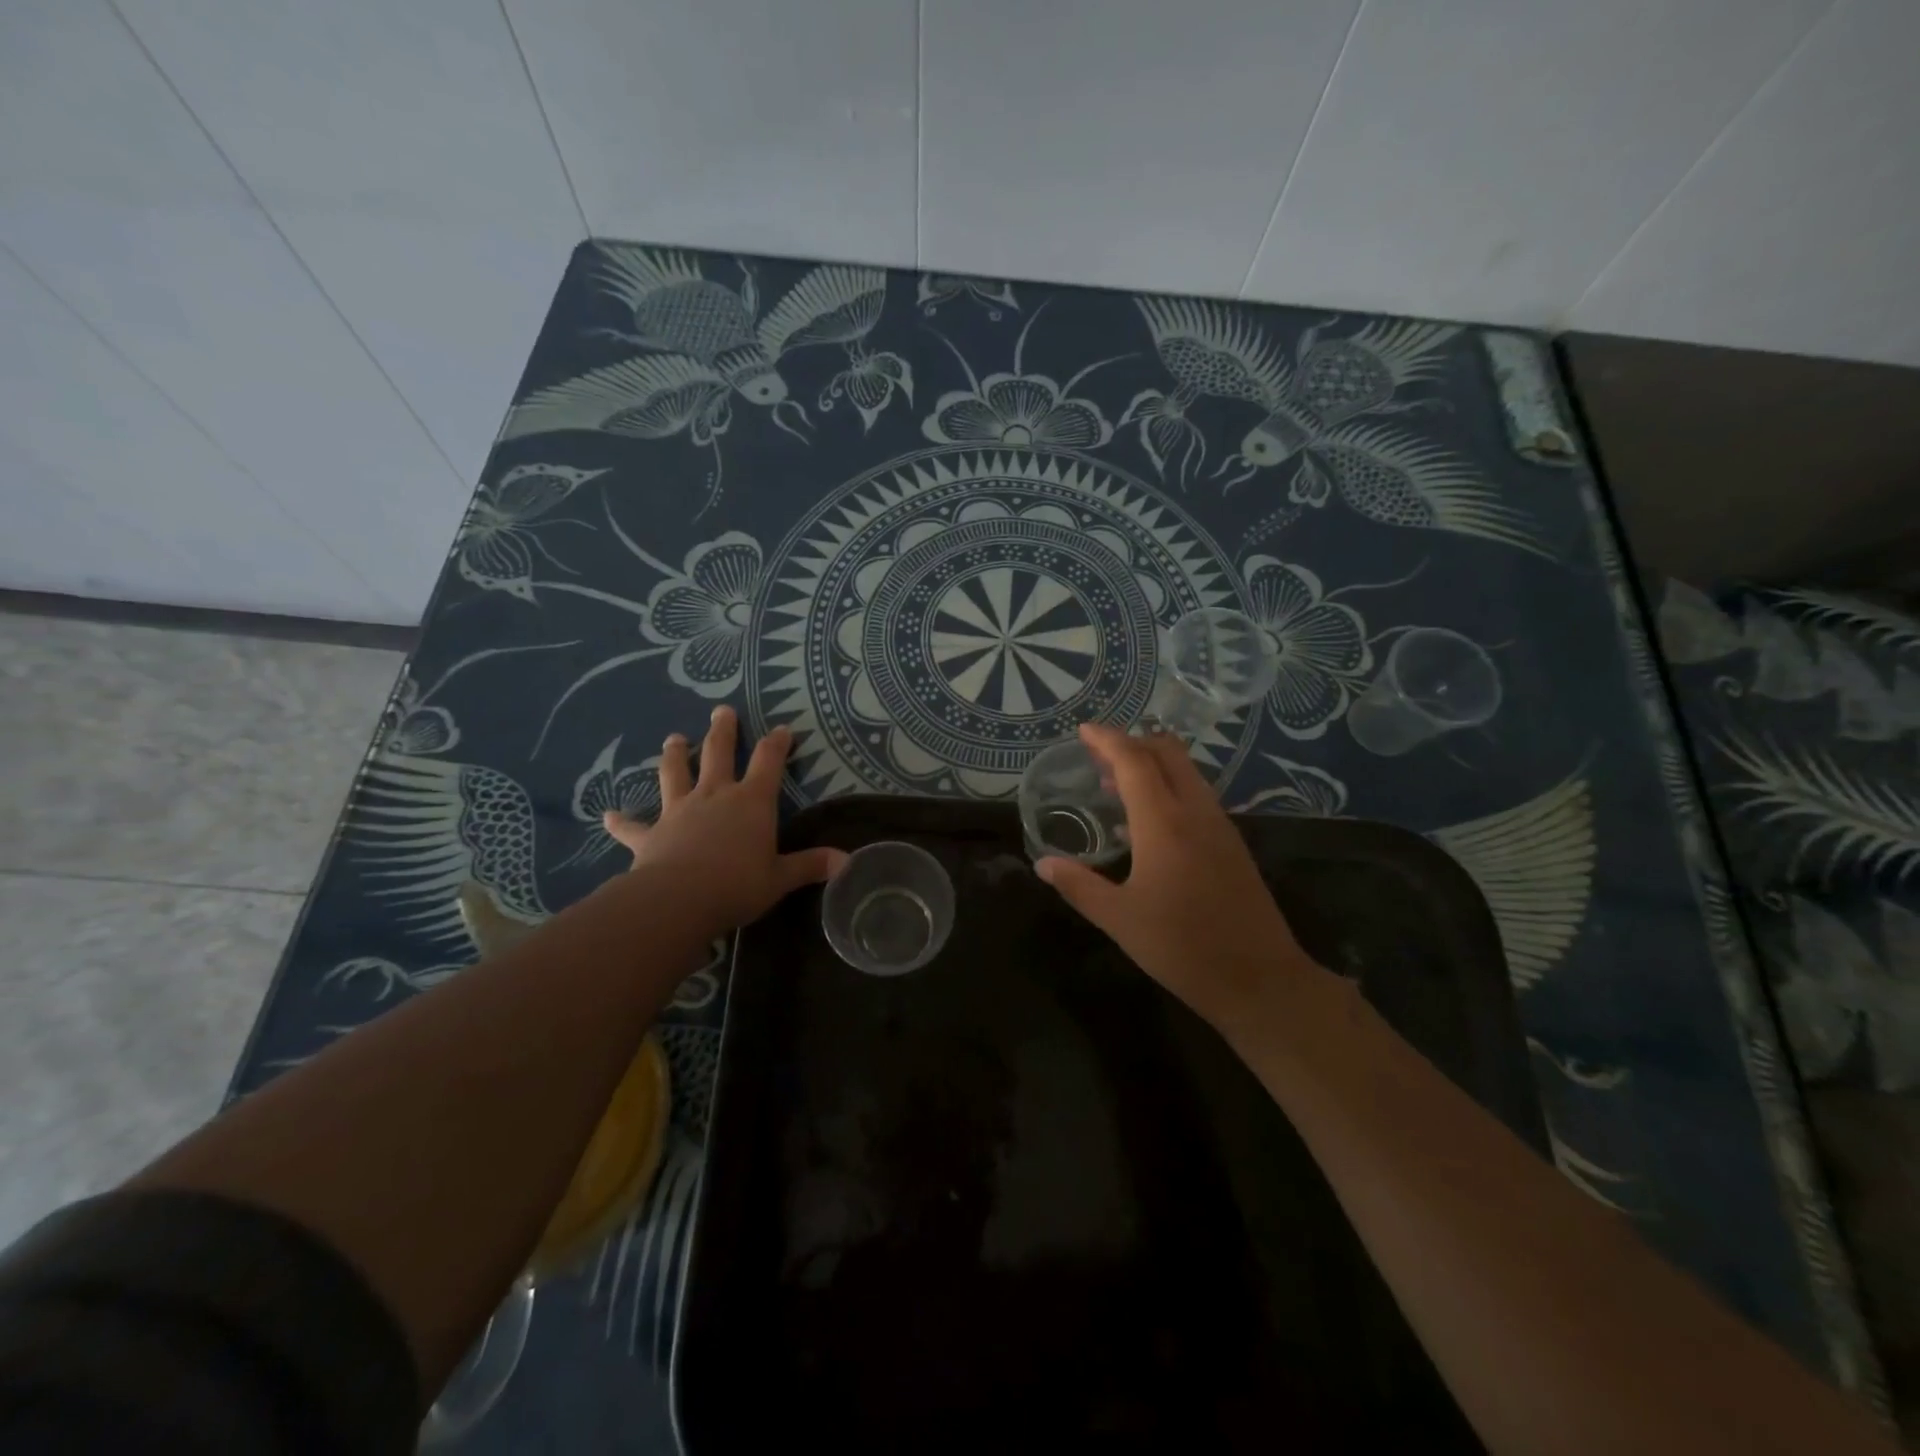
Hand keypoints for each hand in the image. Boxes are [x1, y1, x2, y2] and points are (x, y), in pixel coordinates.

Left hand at [602, 705, 844, 938]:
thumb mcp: (780, 878)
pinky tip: (607, 815)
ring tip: (673, 738)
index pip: (768, 761)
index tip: (782, 728)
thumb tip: (847, 862)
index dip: (777, 743)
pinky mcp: (651, 835)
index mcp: (751, 802)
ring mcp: (679, 811)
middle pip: (718, 753)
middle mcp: (715, 796)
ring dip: (675, 755)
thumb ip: (810, 865)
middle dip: (722, 730)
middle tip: (721, 710)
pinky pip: (633, 826)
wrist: (677, 900)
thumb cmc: (737, 885)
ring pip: (675, 774)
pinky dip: (620, 821)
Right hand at [1037, 722, 1320, 1027]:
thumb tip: (1043, 865)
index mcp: (1164, 823)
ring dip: (1152, 764)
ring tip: (1115, 782)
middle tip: (1098, 753)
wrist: (1260, 979)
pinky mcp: (1232, 844)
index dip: (1108, 740)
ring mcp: (1219, 826)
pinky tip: (1148, 819)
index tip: (1084, 730)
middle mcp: (1195, 812)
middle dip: (1132, 742)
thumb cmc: (1182, 947)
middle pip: (1167, 753)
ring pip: (1186, 772)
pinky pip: (1197, 795)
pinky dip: (1169, 787)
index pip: (1134, 761)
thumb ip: (1079, 885)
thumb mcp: (1119, 919)